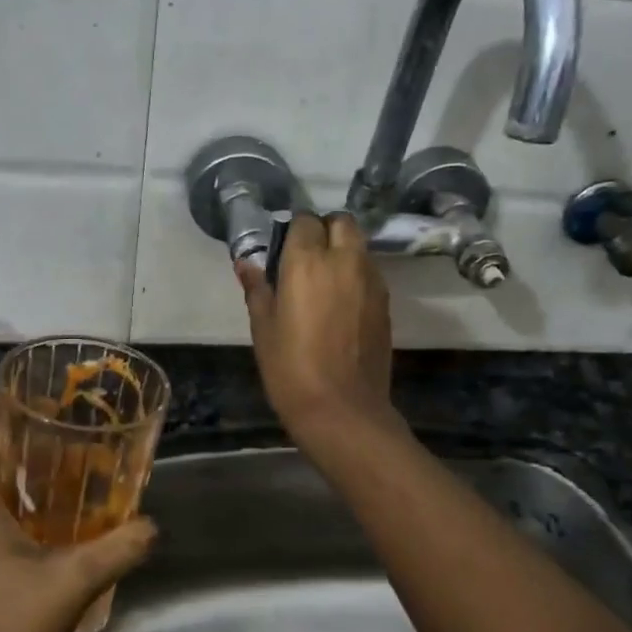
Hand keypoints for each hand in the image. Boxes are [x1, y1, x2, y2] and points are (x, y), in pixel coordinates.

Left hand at [0, 399, 155, 631]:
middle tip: (62, 435)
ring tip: (58, 472)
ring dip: (10, 476)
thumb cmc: (10, 625)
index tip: (35, 399)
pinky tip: (41, 521)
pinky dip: (3, 507)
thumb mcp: (76, 580)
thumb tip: (154, 525)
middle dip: (14, 440)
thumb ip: (120, 546)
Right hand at [238, 211, 399, 446]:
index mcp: (307, 262)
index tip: (283, 252)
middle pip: (342, 222)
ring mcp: (371, 280)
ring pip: (359, 246)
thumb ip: (257, 288)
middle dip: (325, 230)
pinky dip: (356, 275)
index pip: (305, 221)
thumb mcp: (263, 328)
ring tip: (325, 282)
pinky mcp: (386, 302)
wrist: (343, 409)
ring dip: (343, 251)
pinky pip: (370, 272)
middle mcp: (344, 260)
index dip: (294, 232)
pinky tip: (342, 304)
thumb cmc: (291, 369)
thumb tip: (245, 263)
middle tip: (307, 259)